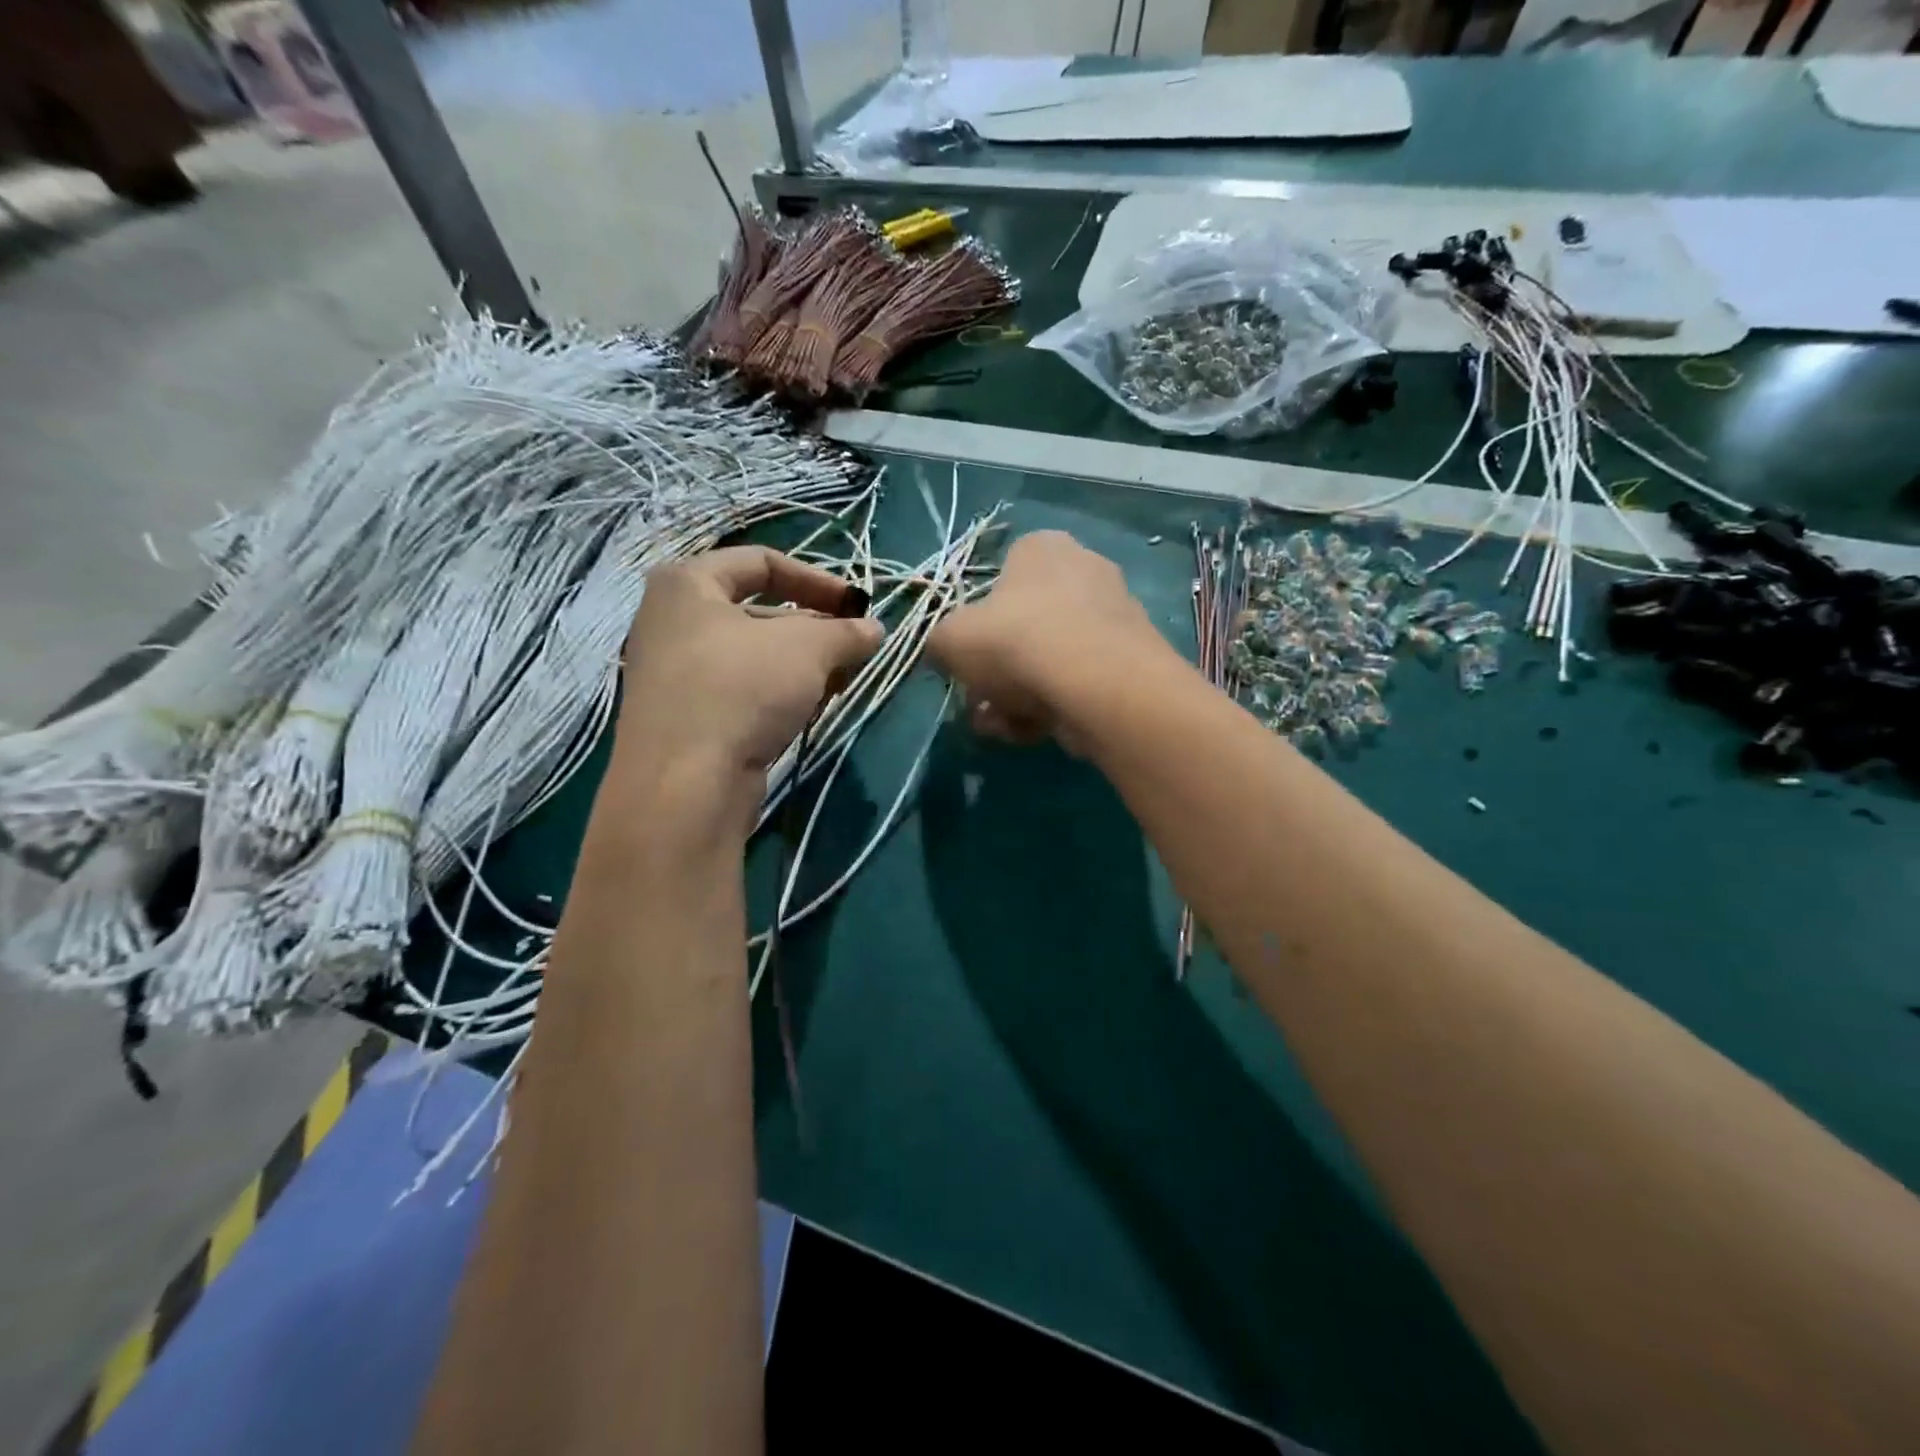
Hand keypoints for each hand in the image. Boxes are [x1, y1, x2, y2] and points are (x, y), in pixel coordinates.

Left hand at [617, 546, 881, 790]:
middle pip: (758, 611)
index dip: (816, 578)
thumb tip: (874, 630)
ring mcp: (674, 674)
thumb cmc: (741, 689)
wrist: (684, 784)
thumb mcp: (806, 648)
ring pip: (753, 656)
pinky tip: (808, 712)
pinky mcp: (685, 718)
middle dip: (813, 629)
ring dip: (801, 666)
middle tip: (852, 650)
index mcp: (687, 585)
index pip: (761, 561)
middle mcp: (672, 622)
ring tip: (840, 683)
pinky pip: (741, 691)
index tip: (855, 607)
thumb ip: (845, 632)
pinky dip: (777, 694)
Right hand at [927, 530, 1174, 746]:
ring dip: (1018, 696)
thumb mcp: (951, 639)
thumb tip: (943, 654)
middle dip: (997, 671)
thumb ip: (940, 643)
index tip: (966, 658)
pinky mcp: (1130, 661)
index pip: (1002, 574)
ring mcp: (1113, 617)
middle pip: (1025, 626)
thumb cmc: (1016, 642)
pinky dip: (1053, 707)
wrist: (1097, 684)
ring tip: (1001, 726)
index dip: (978, 621)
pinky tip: (1033, 732)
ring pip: (1050, 661)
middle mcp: (1084, 570)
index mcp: (1042, 547)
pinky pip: (1078, 683)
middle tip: (979, 703)